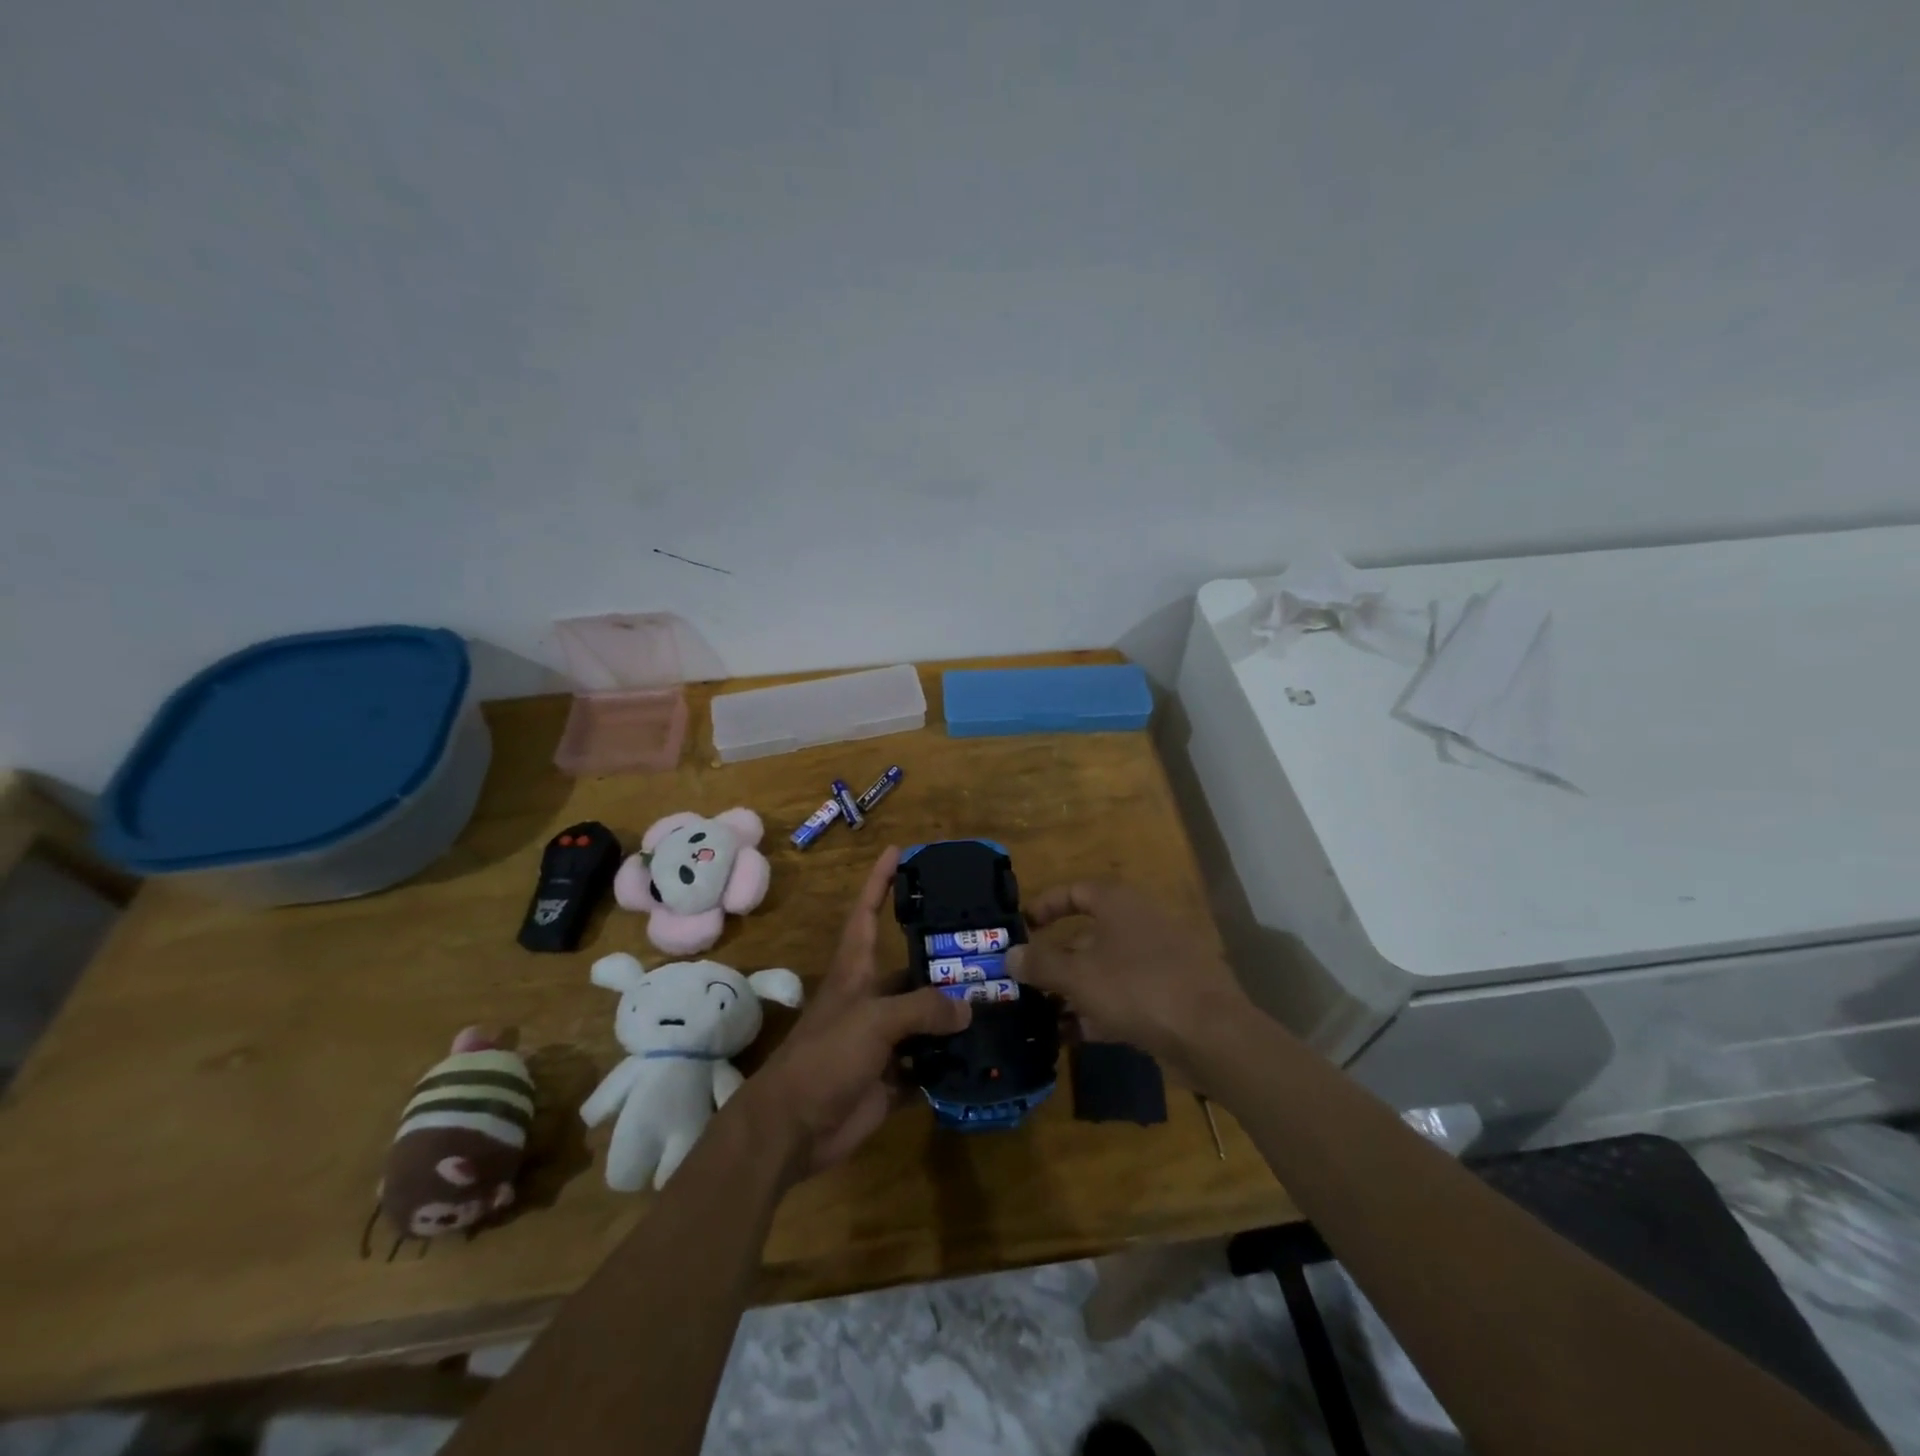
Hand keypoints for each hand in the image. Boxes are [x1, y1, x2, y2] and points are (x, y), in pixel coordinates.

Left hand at [732, 847, 970, 1183]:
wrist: (792, 1128)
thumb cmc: (824, 1057)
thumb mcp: (873, 1021)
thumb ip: (922, 1009)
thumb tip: (968, 1008)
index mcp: (856, 972)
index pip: (867, 914)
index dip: (880, 881)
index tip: (899, 851)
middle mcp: (871, 999)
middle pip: (912, 970)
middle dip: (945, 959)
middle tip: (991, 947)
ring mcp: (883, 1040)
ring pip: (927, 1018)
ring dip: (956, 1013)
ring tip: (1001, 999)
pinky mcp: (893, 1078)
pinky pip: (931, 1064)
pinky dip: (954, 1060)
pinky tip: (988, 1052)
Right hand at [1006, 881, 1252, 1085]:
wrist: (1212, 1034)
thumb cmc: (1137, 988)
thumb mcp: (1078, 976)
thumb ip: (1040, 963)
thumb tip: (1010, 954)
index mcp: (1119, 904)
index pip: (1075, 891)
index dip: (1045, 906)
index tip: (1022, 928)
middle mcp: (1139, 923)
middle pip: (1087, 934)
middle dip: (1055, 959)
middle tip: (1024, 981)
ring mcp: (1158, 960)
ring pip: (1104, 969)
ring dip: (1073, 990)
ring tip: (1040, 1015)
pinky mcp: (1169, 996)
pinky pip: (1124, 996)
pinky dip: (1098, 1011)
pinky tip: (1072, 1036)